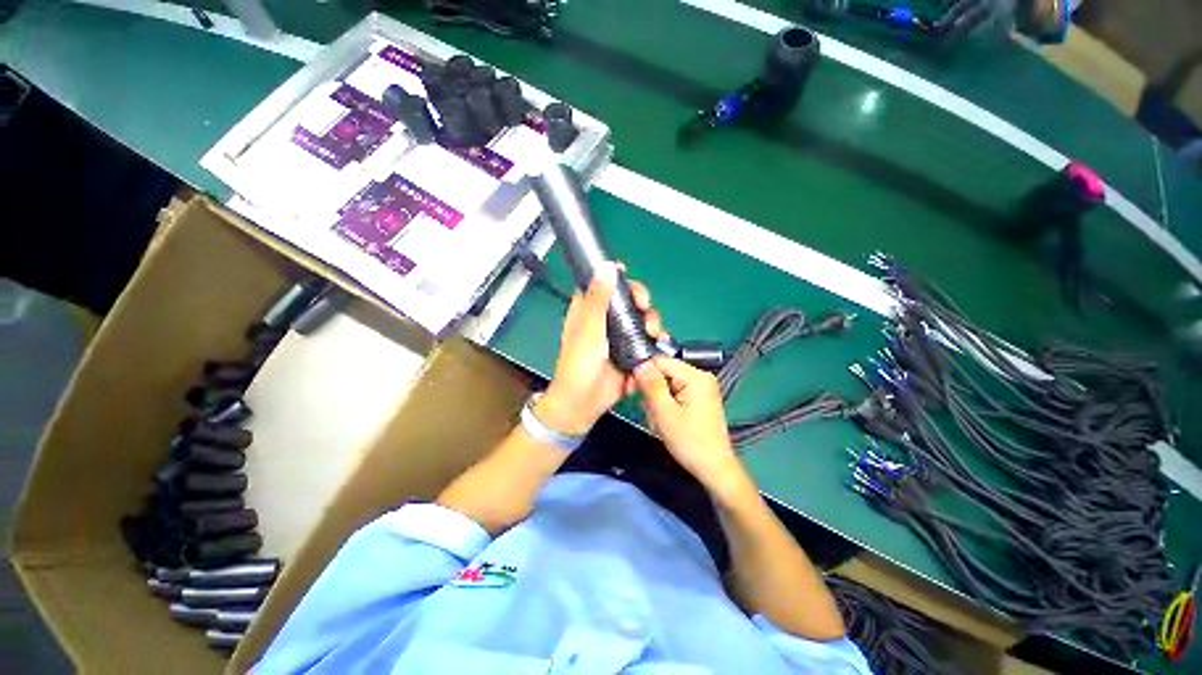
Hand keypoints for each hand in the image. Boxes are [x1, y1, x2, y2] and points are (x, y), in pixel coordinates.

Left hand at [538, 263, 666, 435]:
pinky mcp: (631, 352)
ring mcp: (619, 337)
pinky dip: (655, 340)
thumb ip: (599, 299)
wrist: (584, 402)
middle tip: (645, 307)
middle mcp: (605, 321)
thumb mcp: (589, 329)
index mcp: (588, 311)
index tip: (628, 276)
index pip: (603, 285)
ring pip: (640, 319)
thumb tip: (607, 267)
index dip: (615, 277)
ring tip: (653, 332)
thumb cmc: (579, 363)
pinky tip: (660, 342)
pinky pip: (647, 341)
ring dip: (651, 321)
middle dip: (641, 301)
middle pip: (628, 300)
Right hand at [633, 357, 745, 494]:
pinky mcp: (699, 398)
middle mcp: (700, 377)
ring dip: (657, 401)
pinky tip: (667, 421)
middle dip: (651, 391)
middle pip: (663, 372)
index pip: (660, 361)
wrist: (713, 468)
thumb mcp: (664, 412)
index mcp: (695, 376)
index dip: (642, 372)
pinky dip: (666, 405)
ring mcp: (701, 387)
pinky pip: (674, 393)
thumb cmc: (690, 441)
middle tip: (651, 412)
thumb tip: (639, 363)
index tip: (632, 389)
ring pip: (666, 384)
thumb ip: (651, 385)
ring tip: (660, 421)